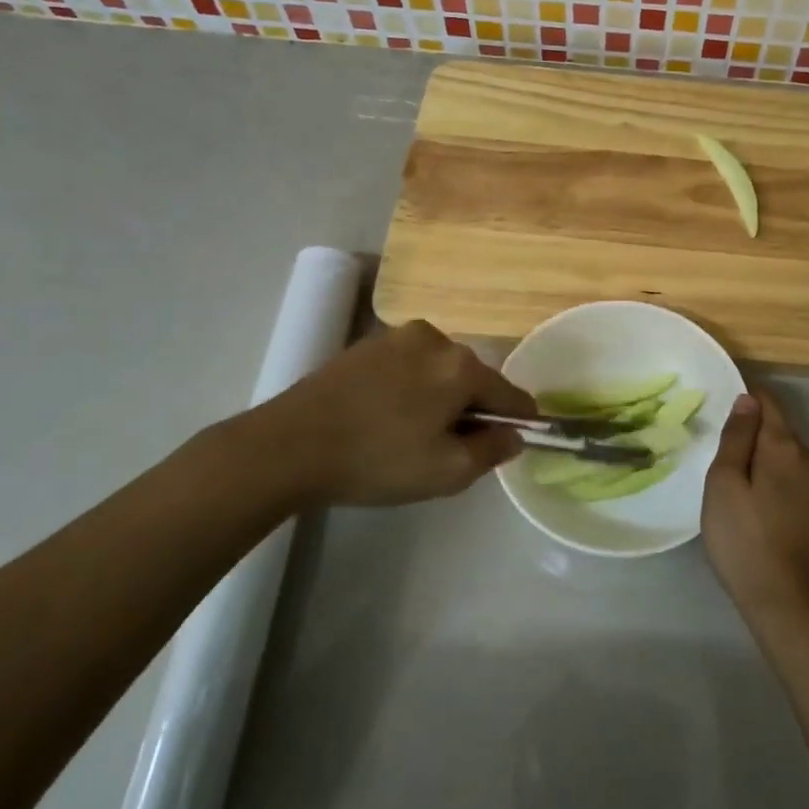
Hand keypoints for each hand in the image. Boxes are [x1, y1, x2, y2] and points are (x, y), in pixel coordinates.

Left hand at [230, 320, 536, 506]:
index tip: (518, 438)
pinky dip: (411, 388)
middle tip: (452, 448)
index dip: (519, 419)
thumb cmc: (378, 460)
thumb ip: (493, 451)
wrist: (290, 446)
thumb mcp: (447, 471)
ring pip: (439, 370)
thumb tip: (514, 435)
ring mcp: (396, 337)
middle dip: (472, 409)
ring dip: (439, 396)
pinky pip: (407, 366)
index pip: (510, 394)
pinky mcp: (365, 344)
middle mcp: (436, 339)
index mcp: (462, 366)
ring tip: (413, 434)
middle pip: (472, 378)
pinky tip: (387, 417)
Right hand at [701, 388, 808, 624]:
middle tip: (725, 459)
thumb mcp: (724, 485)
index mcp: (785, 447)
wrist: (792, 606)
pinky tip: (767, 511)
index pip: (768, 402)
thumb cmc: (746, 541)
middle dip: (756, 435)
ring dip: (770, 463)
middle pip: (781, 431)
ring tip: (743, 488)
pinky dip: (783, 485)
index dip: (746, 397)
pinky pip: (802, 483)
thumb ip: (737, 438)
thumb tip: (748, 399)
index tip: (723, 409)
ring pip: (792, 459)